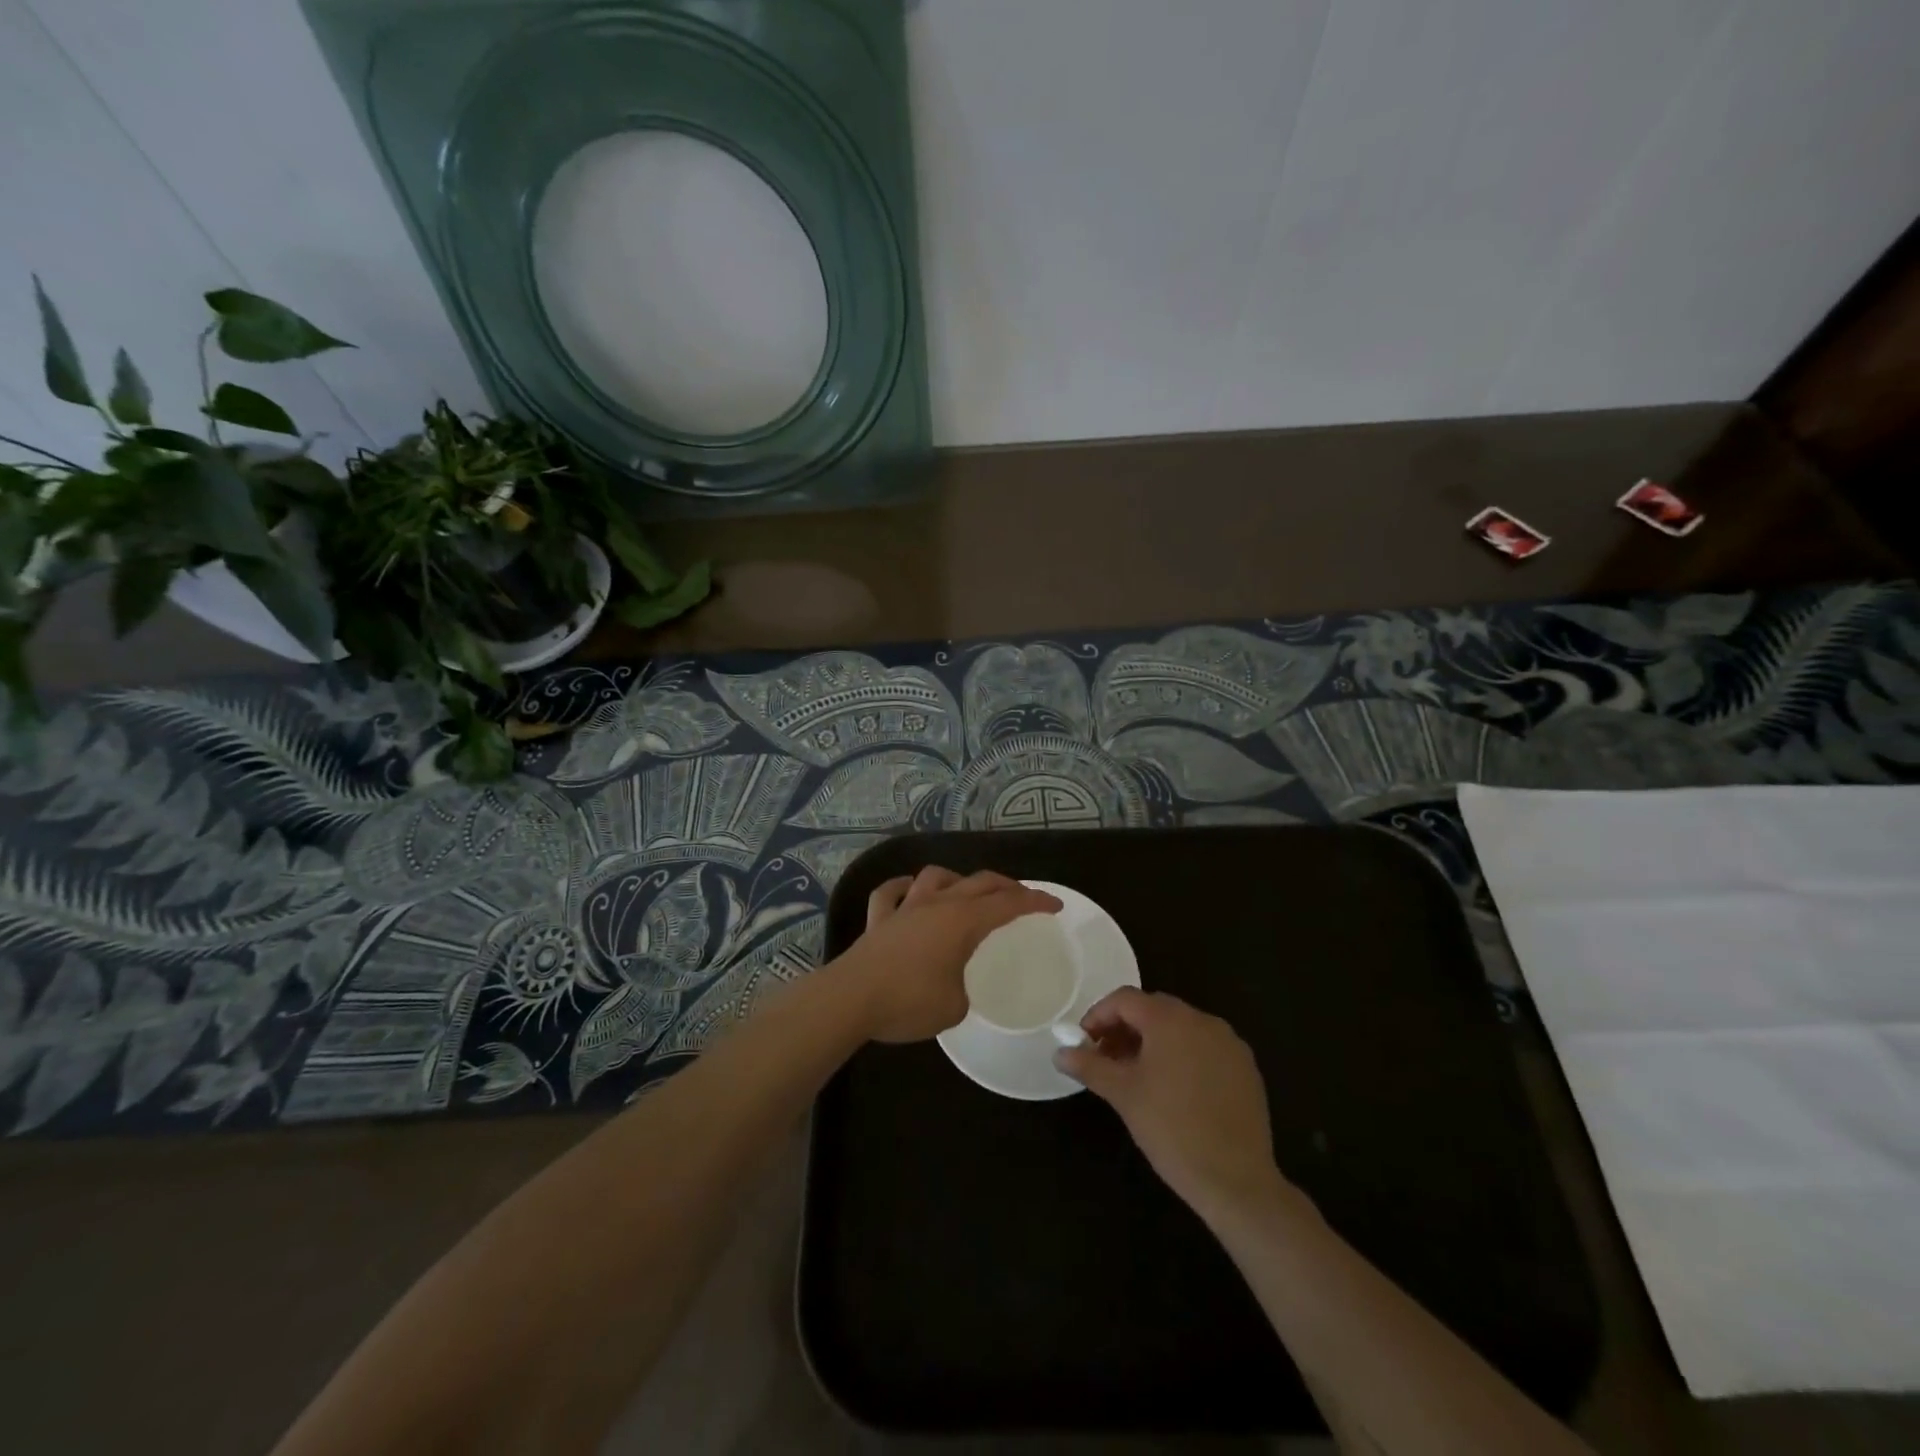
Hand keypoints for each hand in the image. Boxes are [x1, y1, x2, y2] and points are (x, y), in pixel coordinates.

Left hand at [832, 867, 1061, 1043]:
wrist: (851, 998)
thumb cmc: (908, 1002)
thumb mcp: (954, 1007)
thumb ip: (963, 992)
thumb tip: (956, 988)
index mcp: (962, 921)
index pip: (1008, 905)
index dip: (1035, 902)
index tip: (1055, 905)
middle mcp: (937, 905)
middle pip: (978, 883)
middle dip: (1005, 887)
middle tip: (1022, 898)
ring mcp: (905, 908)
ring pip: (935, 877)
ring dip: (956, 879)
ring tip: (966, 891)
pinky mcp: (878, 920)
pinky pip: (889, 893)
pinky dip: (902, 888)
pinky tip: (908, 891)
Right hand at [1055, 988, 1287, 1217]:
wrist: (1237, 1181)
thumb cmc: (1171, 1129)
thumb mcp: (1123, 1095)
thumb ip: (1089, 1066)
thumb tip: (1059, 1053)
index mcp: (1170, 1019)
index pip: (1125, 999)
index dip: (1098, 1016)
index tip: (1084, 1043)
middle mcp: (1202, 1020)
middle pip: (1153, 1010)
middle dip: (1124, 1029)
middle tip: (1106, 1059)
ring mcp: (1229, 1043)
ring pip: (1180, 1029)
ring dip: (1152, 1042)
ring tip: (1136, 1076)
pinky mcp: (1246, 1068)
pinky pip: (1204, 1048)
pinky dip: (1182, 1056)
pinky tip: (1173, 1090)